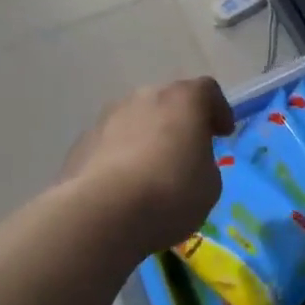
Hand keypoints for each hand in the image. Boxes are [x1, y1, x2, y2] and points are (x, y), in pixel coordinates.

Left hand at [61, 79, 235, 255]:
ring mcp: (108, 117)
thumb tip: (187, 162)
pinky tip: (122, 188)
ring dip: (146, 138)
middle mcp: (145, 97)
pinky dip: (120, 158)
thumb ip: (203, 163)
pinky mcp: (82, 142)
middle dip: (178, 123)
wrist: (102, 214)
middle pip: (168, 102)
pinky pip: (111, 144)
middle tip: (186, 152)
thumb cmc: (170, 193)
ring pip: (136, 121)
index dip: (218, 110)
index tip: (222, 134)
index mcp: (184, 99)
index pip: (207, 91)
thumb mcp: (210, 184)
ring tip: (150, 174)